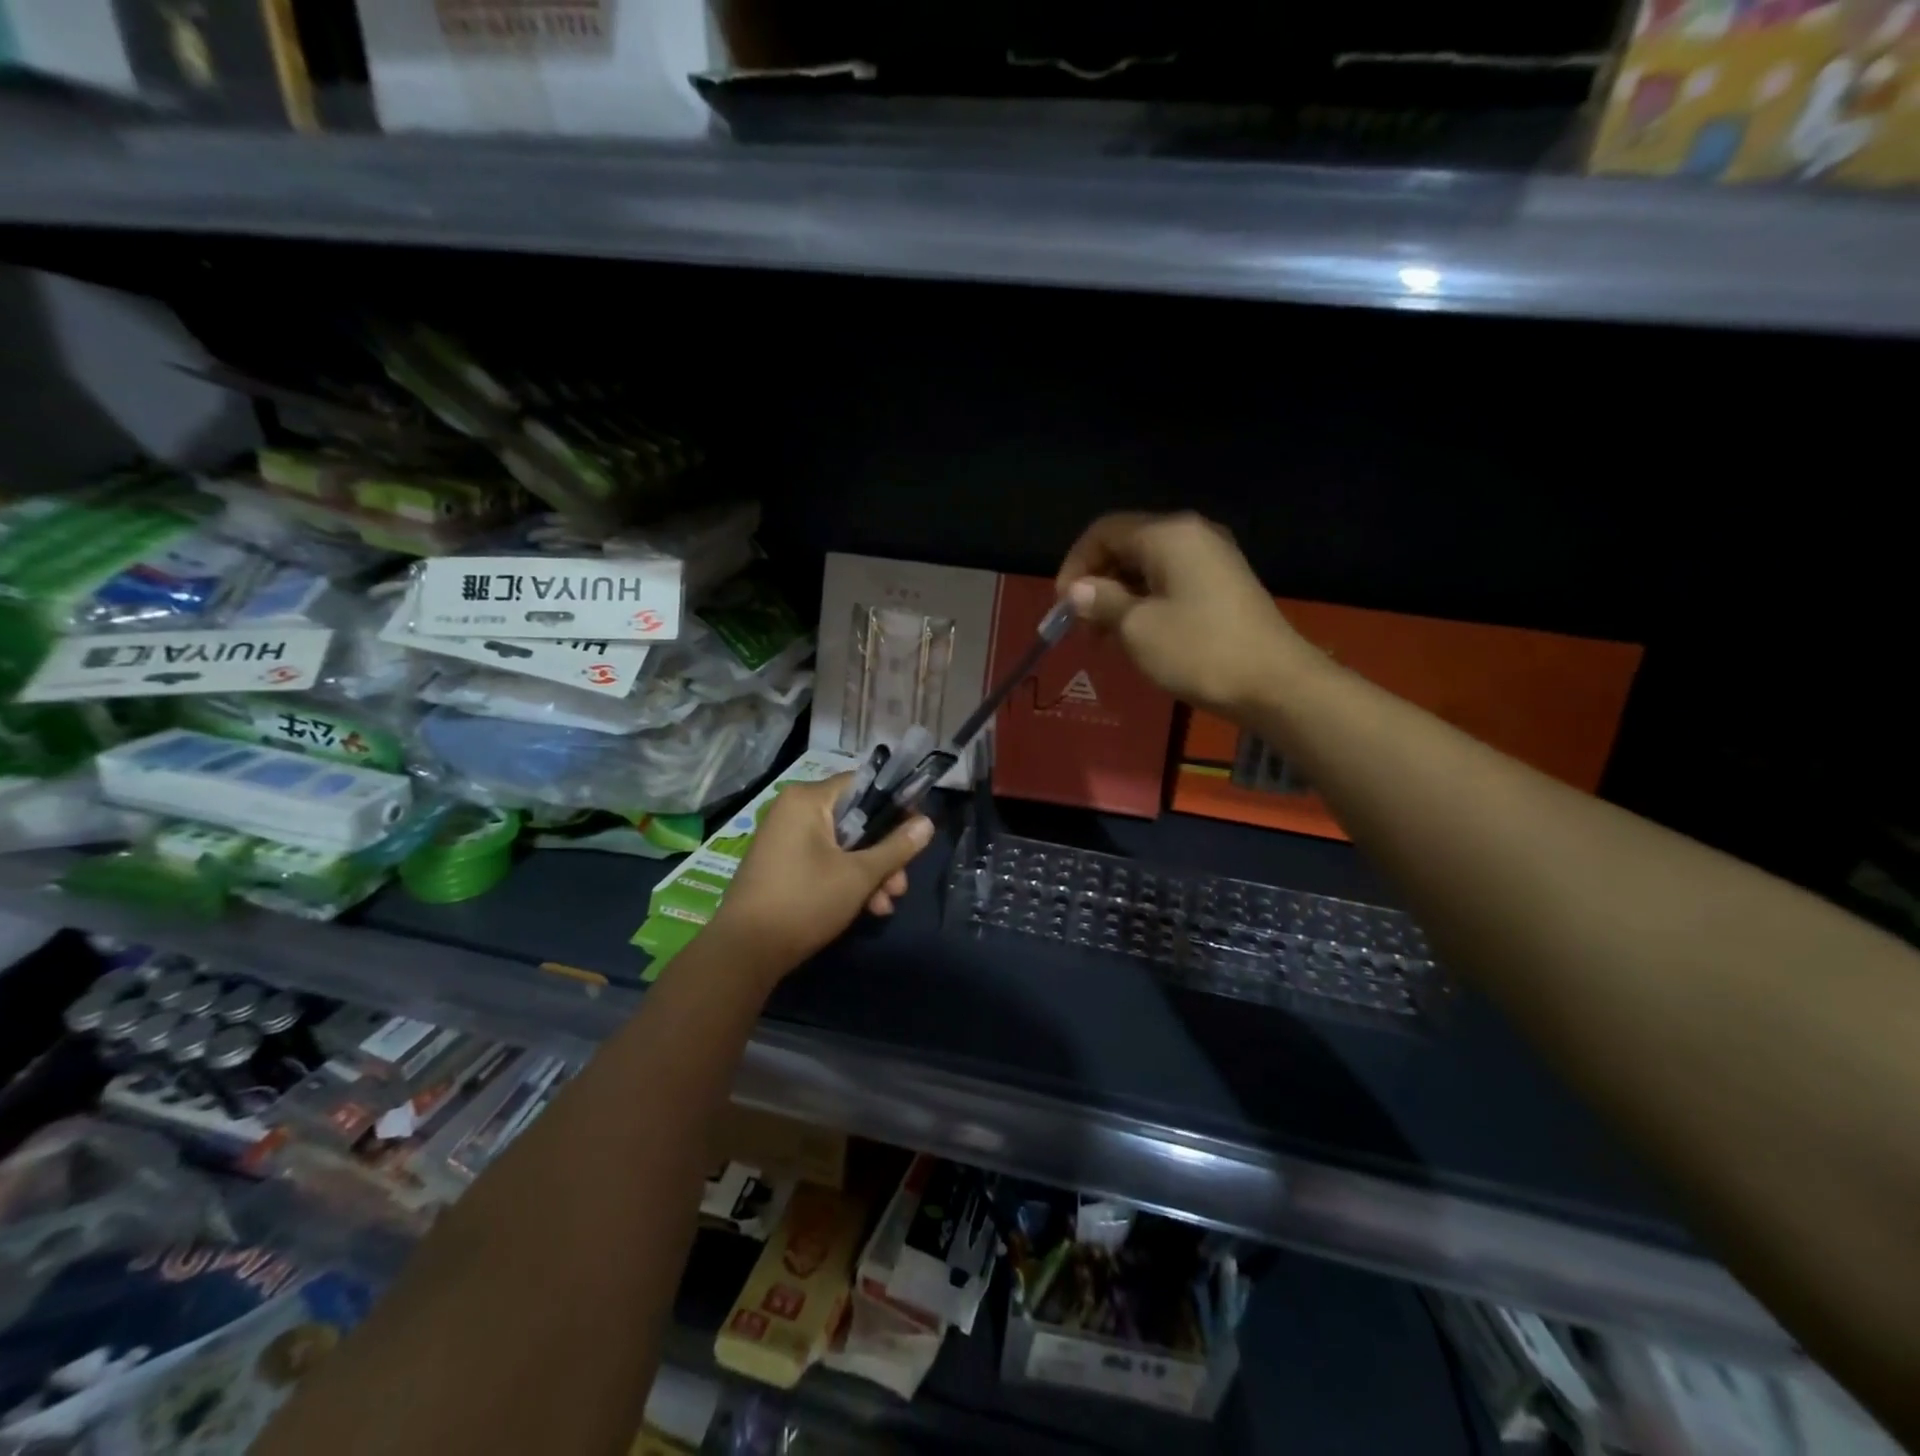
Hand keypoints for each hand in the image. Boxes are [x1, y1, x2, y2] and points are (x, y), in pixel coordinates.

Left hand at [706, 775, 933, 978]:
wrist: (744, 952)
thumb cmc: (805, 902)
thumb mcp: (859, 875)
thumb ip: (896, 847)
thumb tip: (927, 822)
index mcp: (808, 799)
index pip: (863, 784)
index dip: (895, 805)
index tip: (917, 831)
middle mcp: (793, 810)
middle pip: (856, 820)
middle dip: (884, 854)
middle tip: (900, 885)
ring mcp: (785, 838)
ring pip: (843, 845)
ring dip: (870, 873)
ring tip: (885, 906)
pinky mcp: (782, 864)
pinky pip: (825, 860)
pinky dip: (846, 879)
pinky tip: (867, 909)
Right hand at [1056, 511, 1313, 716]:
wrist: (1274, 683)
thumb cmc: (1198, 651)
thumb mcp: (1137, 628)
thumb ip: (1101, 602)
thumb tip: (1077, 590)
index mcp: (1168, 534)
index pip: (1104, 531)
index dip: (1075, 565)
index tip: (1062, 606)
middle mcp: (1192, 535)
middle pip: (1126, 546)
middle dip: (1097, 583)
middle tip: (1081, 627)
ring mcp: (1212, 558)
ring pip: (1148, 567)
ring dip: (1119, 597)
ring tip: (1106, 638)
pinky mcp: (1224, 584)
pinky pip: (1171, 582)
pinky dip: (1146, 602)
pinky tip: (1137, 636)